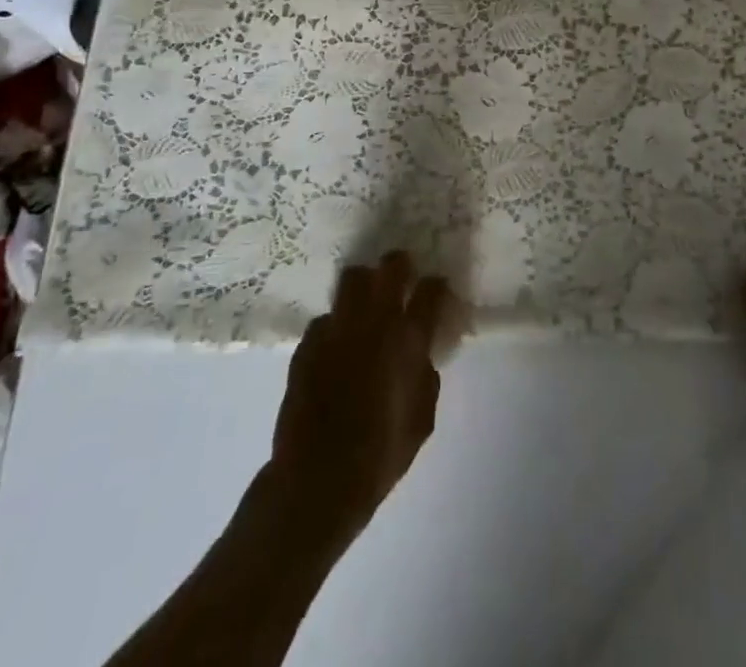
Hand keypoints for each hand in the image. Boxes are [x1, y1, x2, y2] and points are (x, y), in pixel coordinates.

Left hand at [269, 251, 450, 546]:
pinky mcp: (307, 343)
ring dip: (364, 285)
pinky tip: (336, 346)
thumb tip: (422, 354)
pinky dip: (335, 326)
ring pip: (352, 279)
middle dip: (399, 266)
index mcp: (408, 339)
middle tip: (402, 278)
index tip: (437, 290)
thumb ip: (426, 376)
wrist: (316, 480)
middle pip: (390, 267)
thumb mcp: (422, 418)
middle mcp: (374, 321)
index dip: (437, 285)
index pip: (431, 290)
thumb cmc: (380, 454)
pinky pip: (326, 319)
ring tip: (366, 304)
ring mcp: (337, 328)